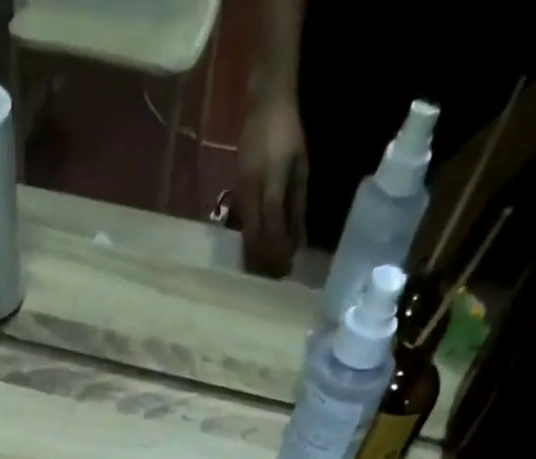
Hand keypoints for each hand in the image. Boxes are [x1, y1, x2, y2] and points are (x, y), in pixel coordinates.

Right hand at [238, 92, 306, 277]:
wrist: (264, 103)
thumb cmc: (289, 133)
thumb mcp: (301, 167)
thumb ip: (298, 205)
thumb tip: (299, 241)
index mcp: (272, 180)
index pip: (273, 222)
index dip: (279, 248)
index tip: (286, 267)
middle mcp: (251, 189)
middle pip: (254, 234)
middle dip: (264, 258)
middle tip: (274, 278)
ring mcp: (240, 191)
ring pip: (244, 233)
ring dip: (254, 255)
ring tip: (264, 272)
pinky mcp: (235, 192)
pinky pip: (241, 224)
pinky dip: (249, 241)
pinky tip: (255, 252)